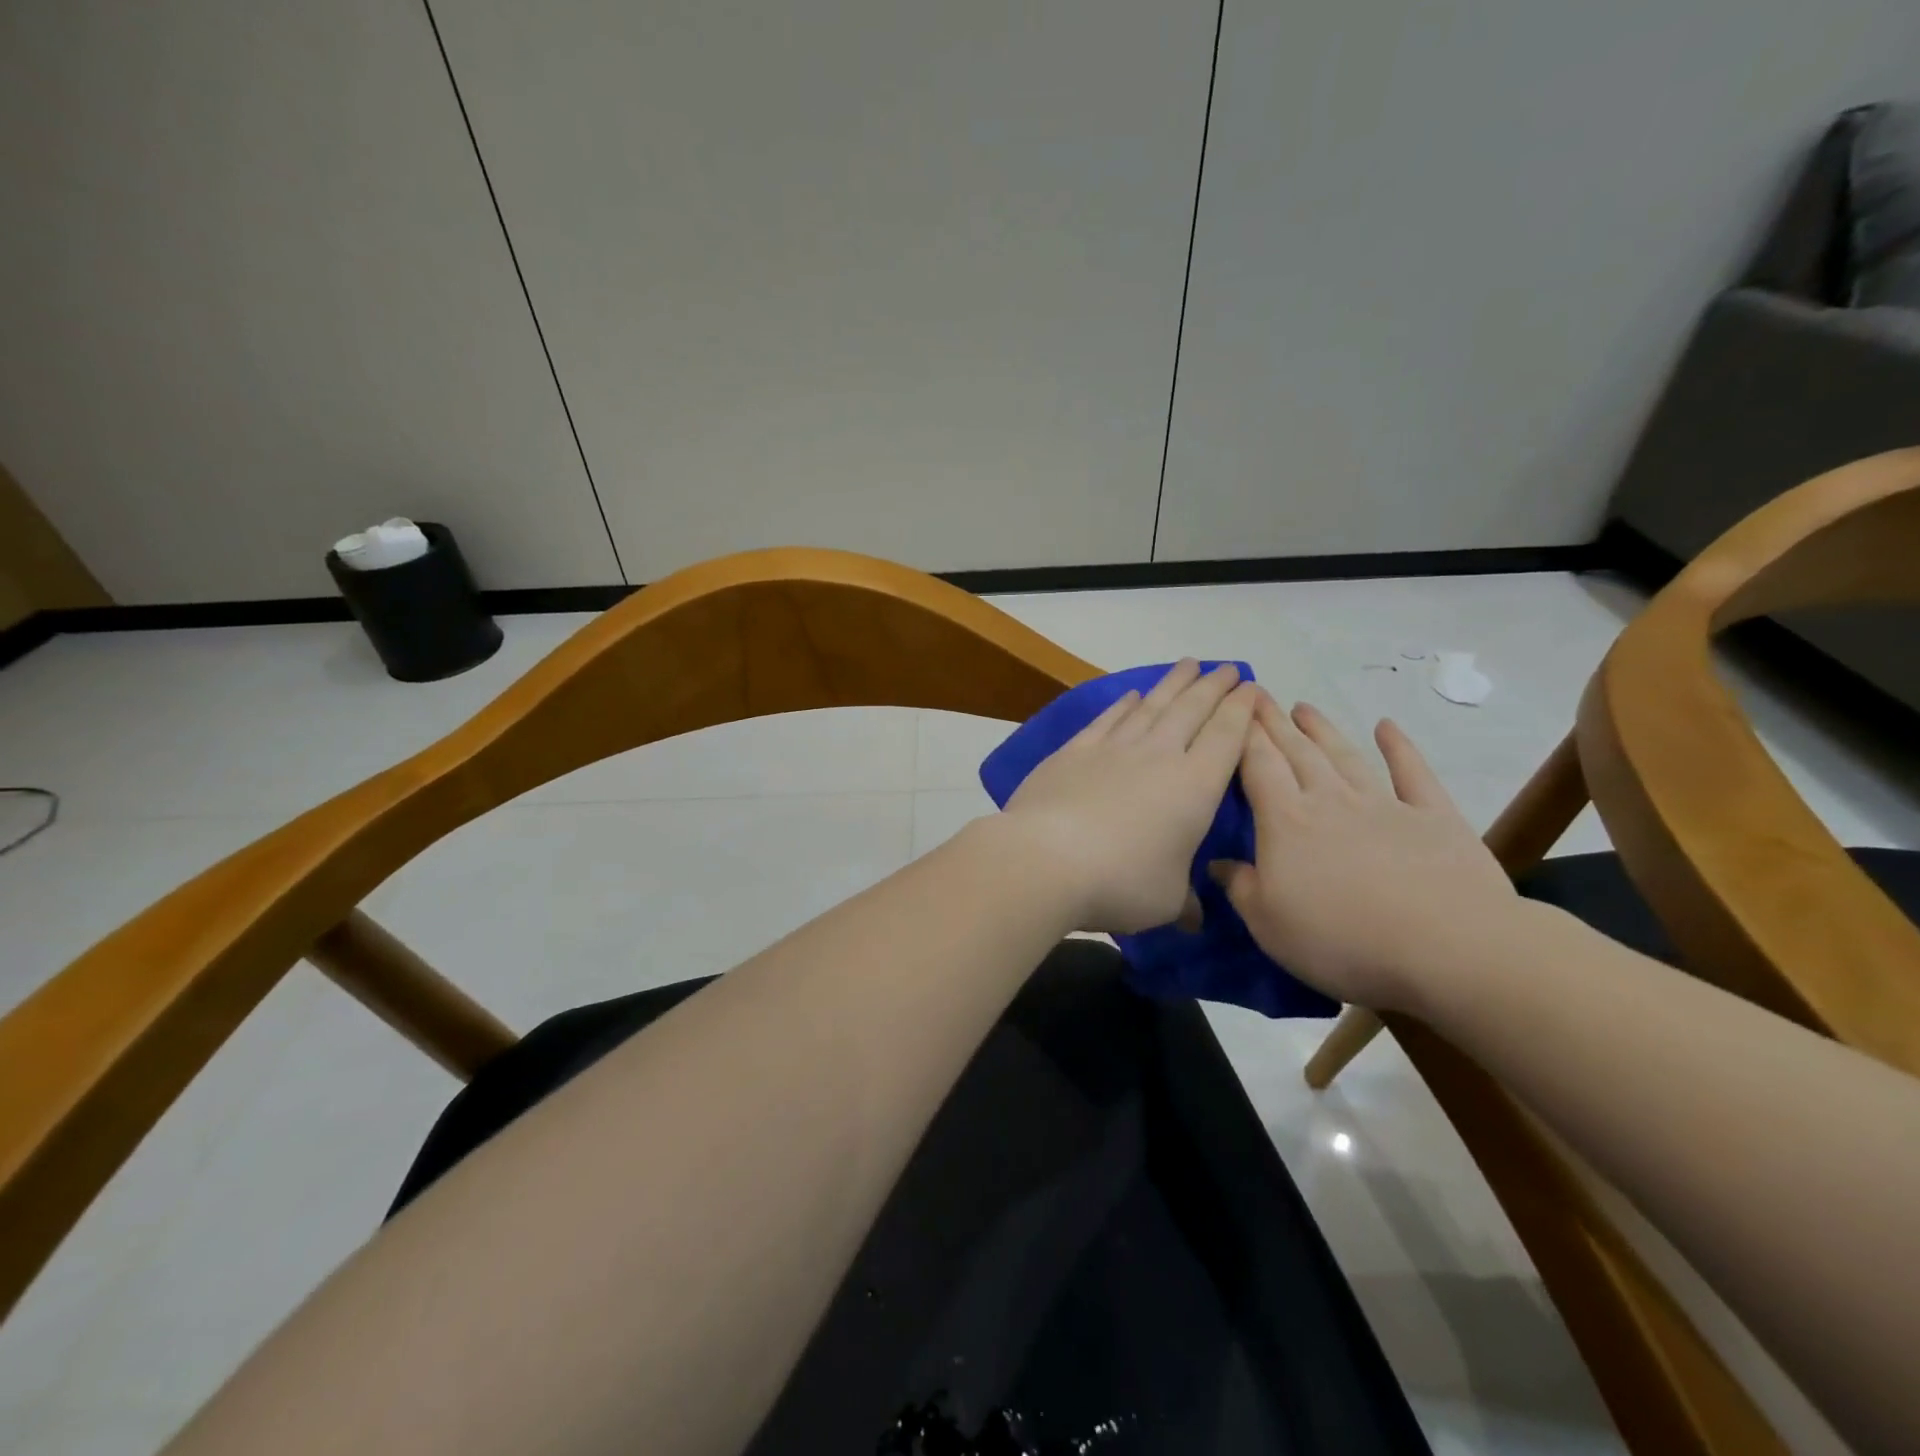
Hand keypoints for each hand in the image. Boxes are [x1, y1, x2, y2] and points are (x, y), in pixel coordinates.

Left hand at [1001, 660, 1257, 934]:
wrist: (1047, 859)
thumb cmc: (1121, 882)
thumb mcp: (1166, 901)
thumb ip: (1185, 903)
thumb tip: (1195, 919)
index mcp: (1194, 786)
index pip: (1226, 737)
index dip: (1241, 710)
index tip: (1251, 689)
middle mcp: (1158, 756)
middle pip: (1192, 710)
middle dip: (1213, 686)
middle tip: (1226, 667)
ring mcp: (1113, 748)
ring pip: (1151, 706)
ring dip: (1172, 684)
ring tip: (1187, 665)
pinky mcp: (1074, 751)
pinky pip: (1108, 719)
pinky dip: (1123, 704)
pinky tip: (1131, 695)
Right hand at [1211, 697, 1517, 1011]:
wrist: (1450, 947)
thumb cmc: (1343, 939)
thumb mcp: (1269, 924)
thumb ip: (1240, 887)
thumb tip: (1217, 862)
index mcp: (1286, 822)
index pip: (1258, 767)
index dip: (1243, 736)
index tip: (1233, 708)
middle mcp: (1330, 800)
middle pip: (1296, 752)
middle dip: (1275, 723)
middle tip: (1260, 696)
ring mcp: (1384, 804)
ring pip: (1344, 756)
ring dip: (1322, 729)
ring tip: (1303, 707)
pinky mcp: (1434, 817)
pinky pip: (1412, 773)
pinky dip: (1399, 747)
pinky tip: (1387, 727)